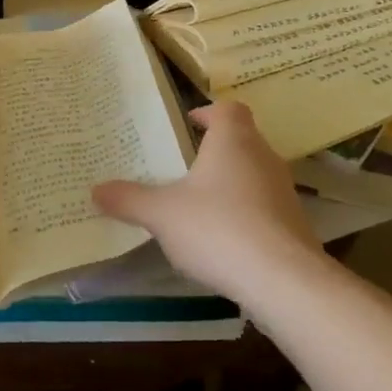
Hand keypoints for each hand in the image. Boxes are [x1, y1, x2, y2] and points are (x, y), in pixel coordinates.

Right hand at [92, 100, 324, 300]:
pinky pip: (265, 207)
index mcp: (233, 141)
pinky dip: (246, 214)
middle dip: (215, 150)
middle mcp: (264, 157)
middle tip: (183, 165)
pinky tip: (224, 239)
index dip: (208, 112)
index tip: (188, 123)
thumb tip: (95, 190)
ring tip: (199, 204)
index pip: (227, 109)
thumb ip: (128, 199)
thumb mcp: (161, 213)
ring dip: (231, 183)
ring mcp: (284, 192)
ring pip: (254, 174)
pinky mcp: (295, 226)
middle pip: (242, 140)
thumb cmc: (218, 228)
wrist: (284, 281)